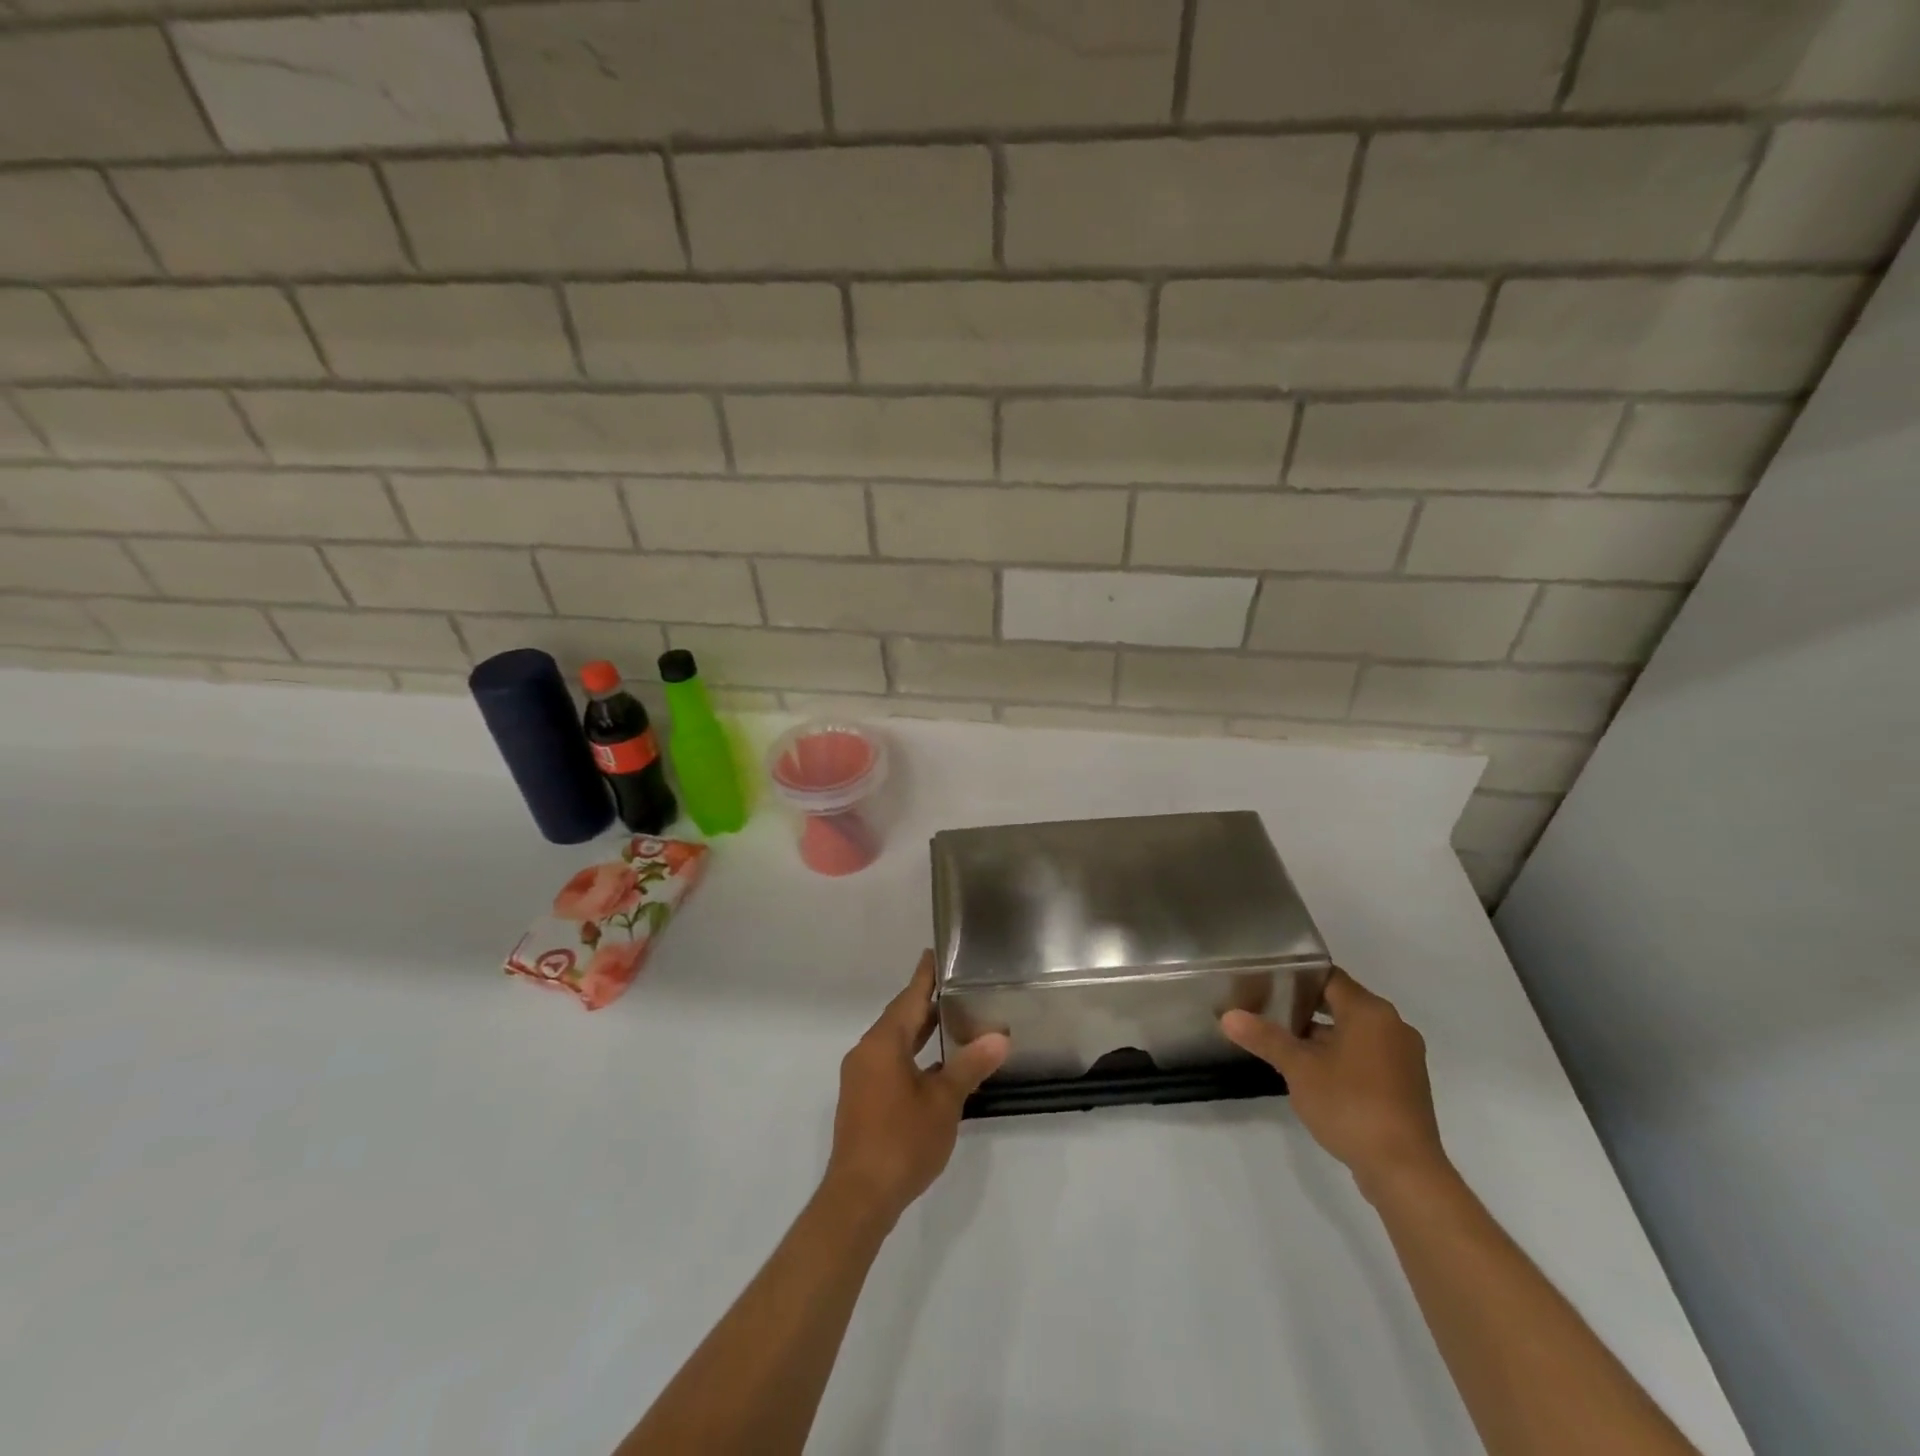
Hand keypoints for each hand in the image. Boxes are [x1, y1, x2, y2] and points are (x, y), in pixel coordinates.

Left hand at [824, 951, 1009, 1225]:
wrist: (859, 1197)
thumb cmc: (902, 1140)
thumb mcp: (943, 1102)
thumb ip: (969, 1066)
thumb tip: (999, 1037)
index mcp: (883, 1043)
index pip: (909, 998)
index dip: (925, 976)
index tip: (935, 953)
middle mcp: (867, 1053)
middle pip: (899, 1018)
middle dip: (925, 1003)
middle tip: (956, 985)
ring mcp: (861, 1077)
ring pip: (893, 1042)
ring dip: (919, 1031)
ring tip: (951, 1020)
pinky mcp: (862, 1100)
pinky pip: (888, 1062)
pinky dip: (911, 1055)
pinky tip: (934, 1066)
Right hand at [1222, 968, 1448, 1201]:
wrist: (1404, 1171)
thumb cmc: (1350, 1105)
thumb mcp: (1299, 1069)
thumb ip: (1265, 1038)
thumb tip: (1228, 1016)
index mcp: (1370, 1012)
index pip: (1329, 977)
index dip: (1297, 976)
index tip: (1267, 981)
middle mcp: (1393, 1027)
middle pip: (1342, 1003)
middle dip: (1306, 1007)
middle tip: (1268, 1010)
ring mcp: (1404, 1058)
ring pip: (1355, 1032)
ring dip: (1323, 1036)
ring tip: (1285, 1043)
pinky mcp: (1406, 1086)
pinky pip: (1368, 1056)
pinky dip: (1342, 1057)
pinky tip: (1314, 1074)